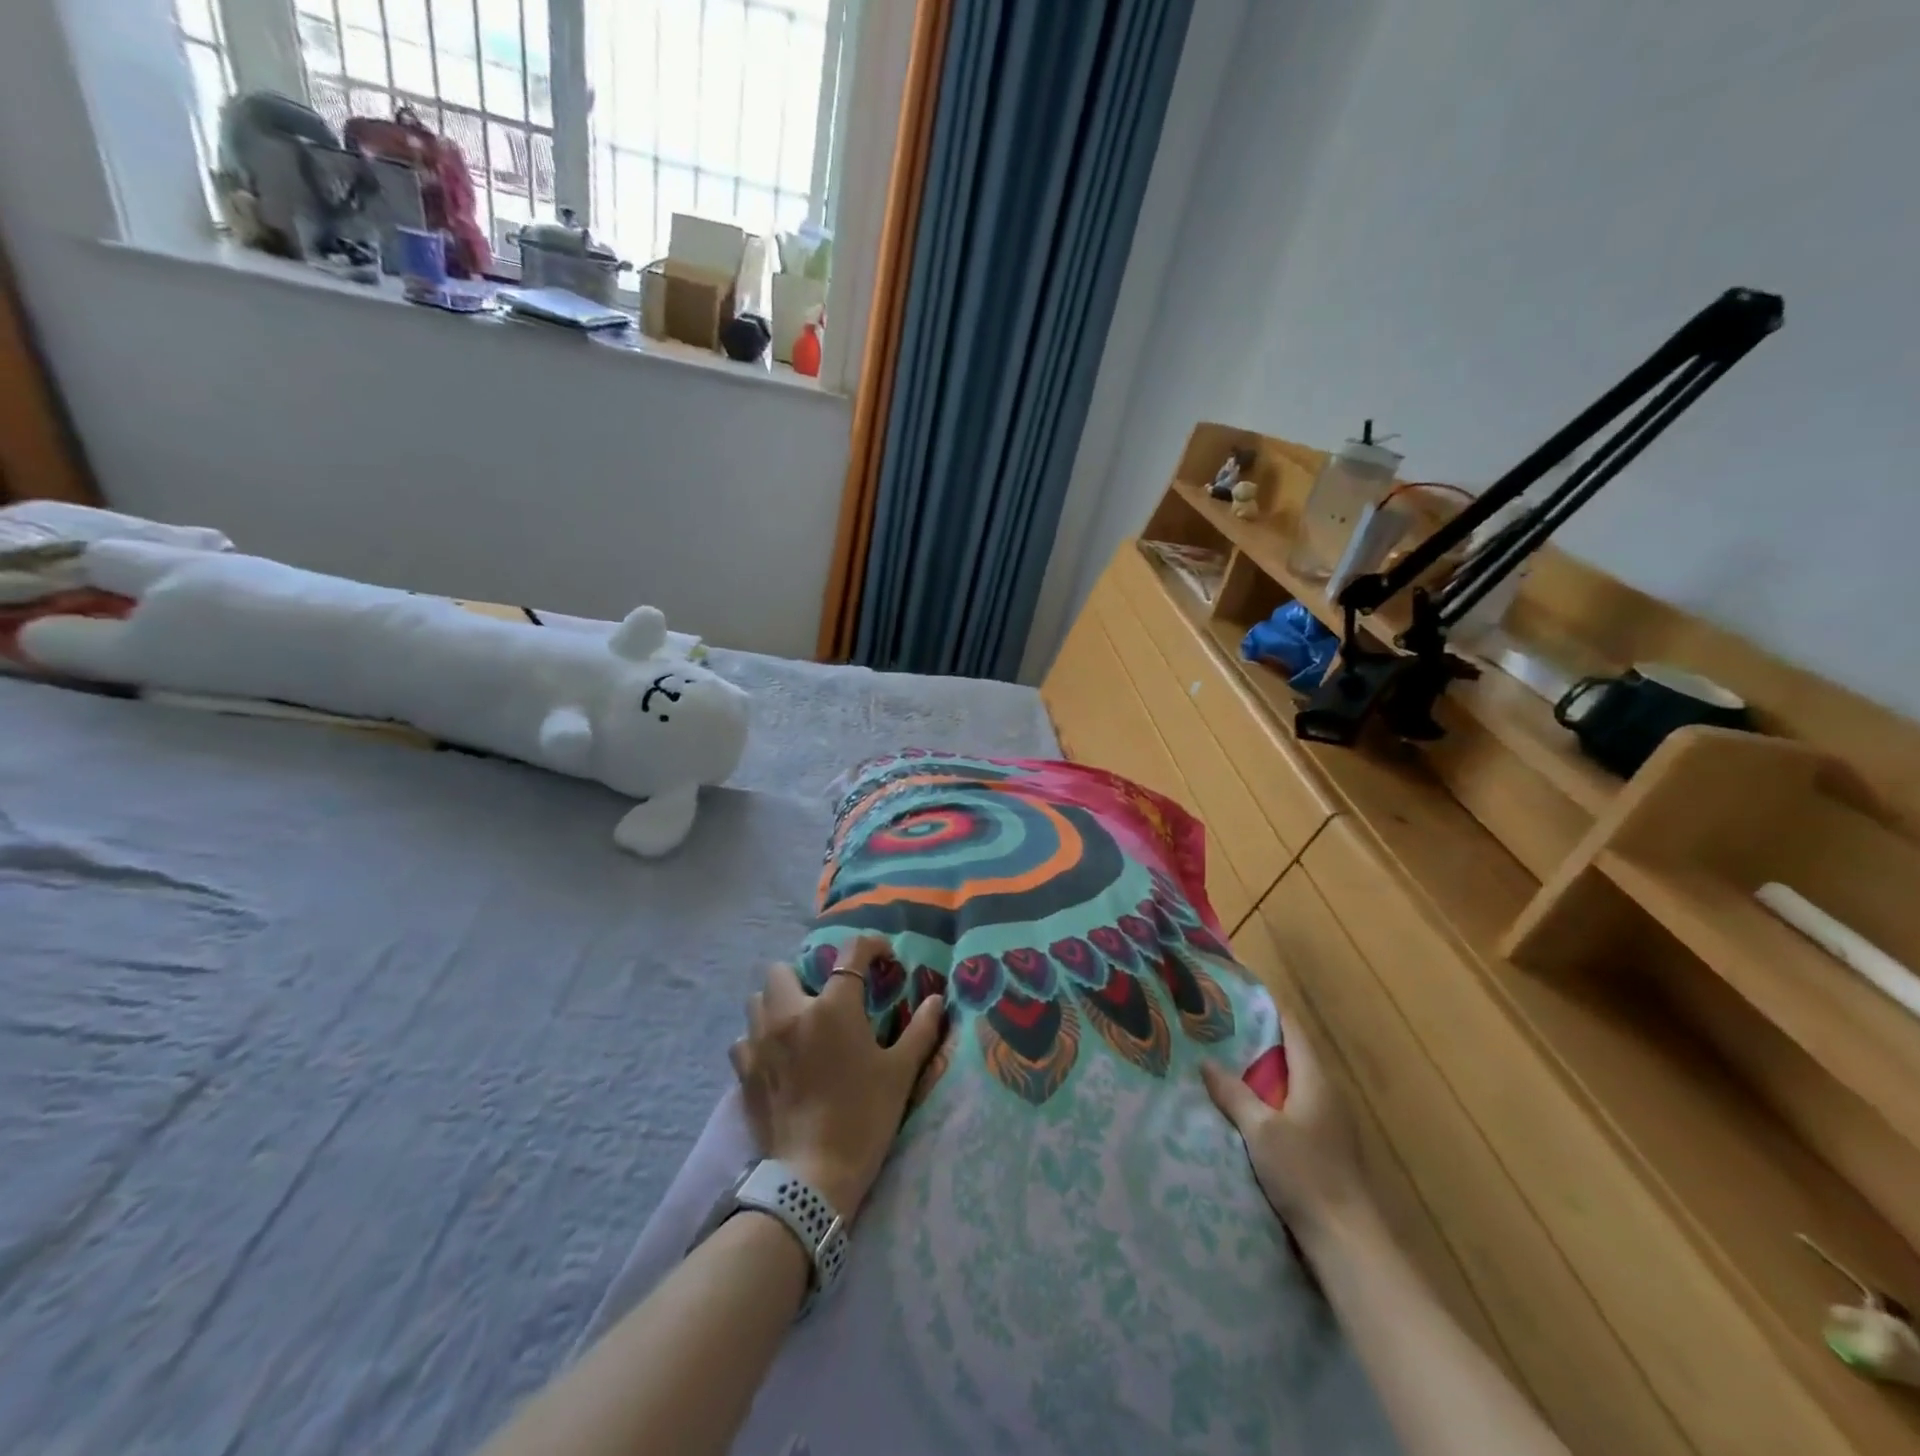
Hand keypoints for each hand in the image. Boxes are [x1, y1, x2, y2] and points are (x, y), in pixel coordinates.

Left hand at [729, 936, 945, 1218]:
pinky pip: (743, 1037)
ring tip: (798, 1024)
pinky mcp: (743, 1071)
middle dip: (804, 974)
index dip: (871, 945)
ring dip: (776, 1003)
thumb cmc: (864, 1116)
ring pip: (757, 999)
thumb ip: (921, 1029)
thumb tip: (935, 1000)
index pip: (851, 952)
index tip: (884, 958)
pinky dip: (758, 1038)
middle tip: (825, 998)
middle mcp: (791, 1012)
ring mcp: (761, 1040)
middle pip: (782, 969)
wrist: (814, 1175)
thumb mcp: (901, 1072)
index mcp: (834, 1006)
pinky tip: (776, 1056)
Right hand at [1202, 1018, 1369, 1240]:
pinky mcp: (1326, 1148)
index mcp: (1315, 1080)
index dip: (1268, 1009)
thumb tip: (1207, 1062)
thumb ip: (1234, 1094)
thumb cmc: (1305, 1174)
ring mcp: (1330, 1123)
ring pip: (1292, 1084)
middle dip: (1258, 1041)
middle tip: (1219, 1029)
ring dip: (1263, 1074)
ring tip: (1224, 1064)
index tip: (1238, 995)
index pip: (1292, 1029)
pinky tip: (1246, 1109)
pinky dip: (1271, 1100)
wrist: (1347, 1240)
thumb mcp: (1261, 1131)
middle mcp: (1327, 1094)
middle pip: (1291, 1055)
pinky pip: (1294, 1108)